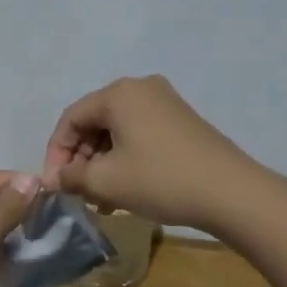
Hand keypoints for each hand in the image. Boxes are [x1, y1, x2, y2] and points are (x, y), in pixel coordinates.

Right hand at [42, 75, 261, 230]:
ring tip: (101, 198)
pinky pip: (140, 133)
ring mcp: (165, 102)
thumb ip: (72, 176)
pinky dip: (125, 158)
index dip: (56, 153)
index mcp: (118, 93)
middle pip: (95, 121)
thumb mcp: (107, 181)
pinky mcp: (182, 120)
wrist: (231, 192)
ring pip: (117, 130)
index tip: (55, 186)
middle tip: (77, 193)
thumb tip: (55, 178)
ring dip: (103, 162)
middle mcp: (141, 88)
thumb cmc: (160, 180)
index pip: (71, 118)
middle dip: (81, 158)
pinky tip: (126, 189)